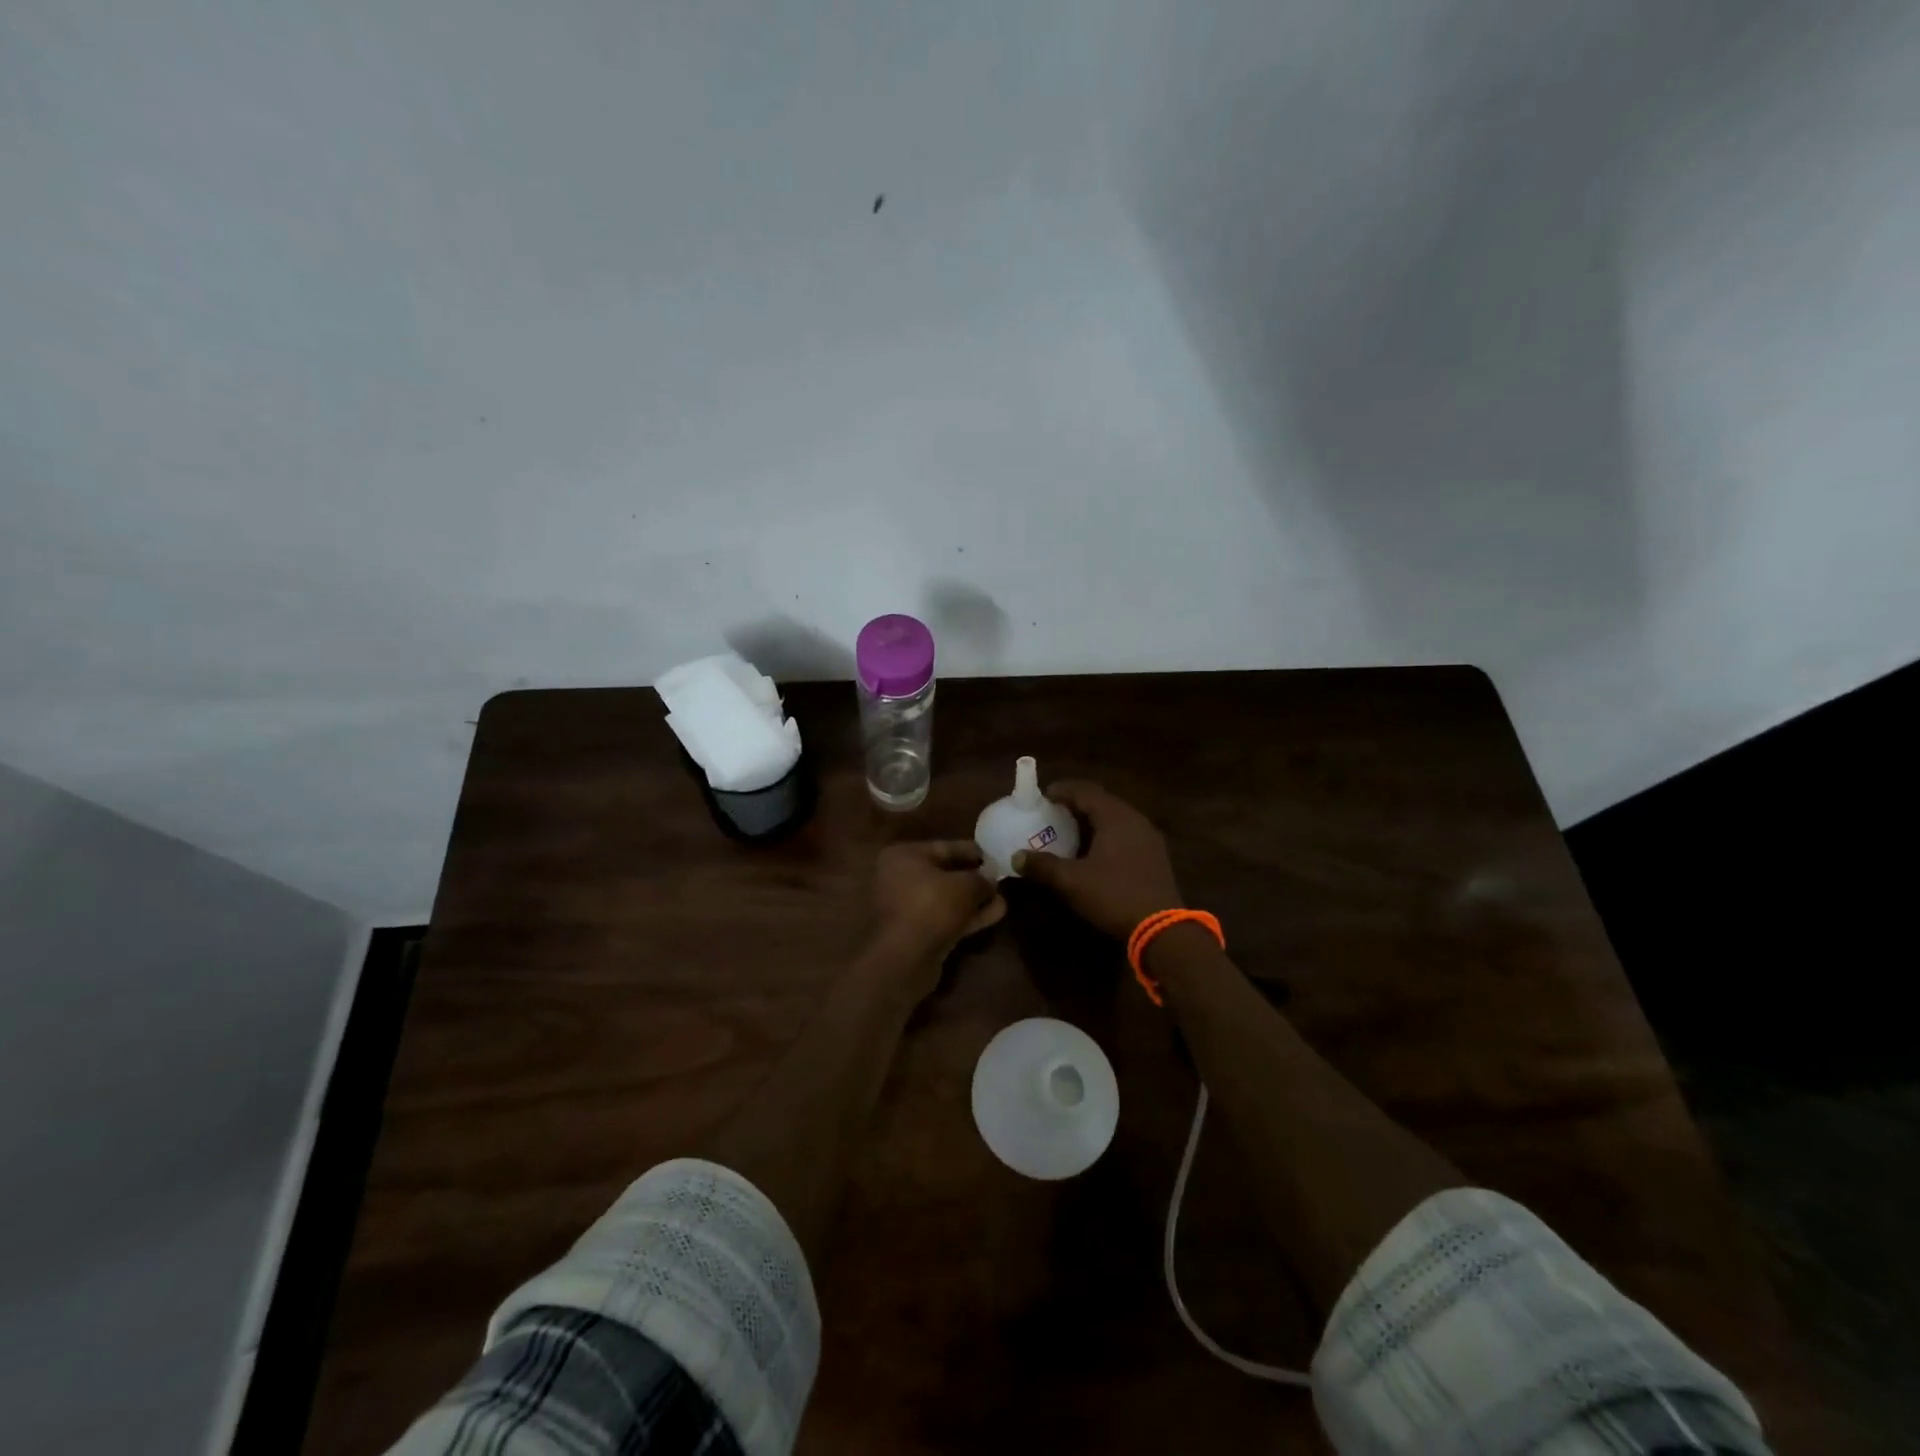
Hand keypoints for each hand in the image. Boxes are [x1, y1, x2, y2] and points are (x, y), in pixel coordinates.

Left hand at [869, 841, 1005, 980]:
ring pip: (947, 898)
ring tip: (1003, 899)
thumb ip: (982, 878)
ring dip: (975, 900)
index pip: (944, 847)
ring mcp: (907, 906)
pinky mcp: (916, 931)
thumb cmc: (932, 906)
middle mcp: (900, 877)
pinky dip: (968, 915)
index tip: (995, 856)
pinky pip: (945, 916)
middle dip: (975, 879)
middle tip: (1000, 879)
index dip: (972, 852)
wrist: (907, 957)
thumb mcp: (965, 885)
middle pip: (945, 874)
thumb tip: (992, 879)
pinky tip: (995, 914)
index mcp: (904, 856)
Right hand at [1011, 781, 1182, 938]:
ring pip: (1115, 818)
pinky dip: (1106, 835)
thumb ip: (1043, 865)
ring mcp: (1148, 838)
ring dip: (1092, 821)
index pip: (1085, 790)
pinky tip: (1094, 853)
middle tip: (1052, 814)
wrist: (1162, 929)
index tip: (1042, 797)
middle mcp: (1134, 819)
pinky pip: (1125, 834)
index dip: (1061, 790)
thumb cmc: (1113, 895)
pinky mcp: (1155, 856)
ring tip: (1070, 833)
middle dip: (1075, 805)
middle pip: (1101, 801)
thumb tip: (1017, 857)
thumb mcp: (1072, 882)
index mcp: (1115, 817)